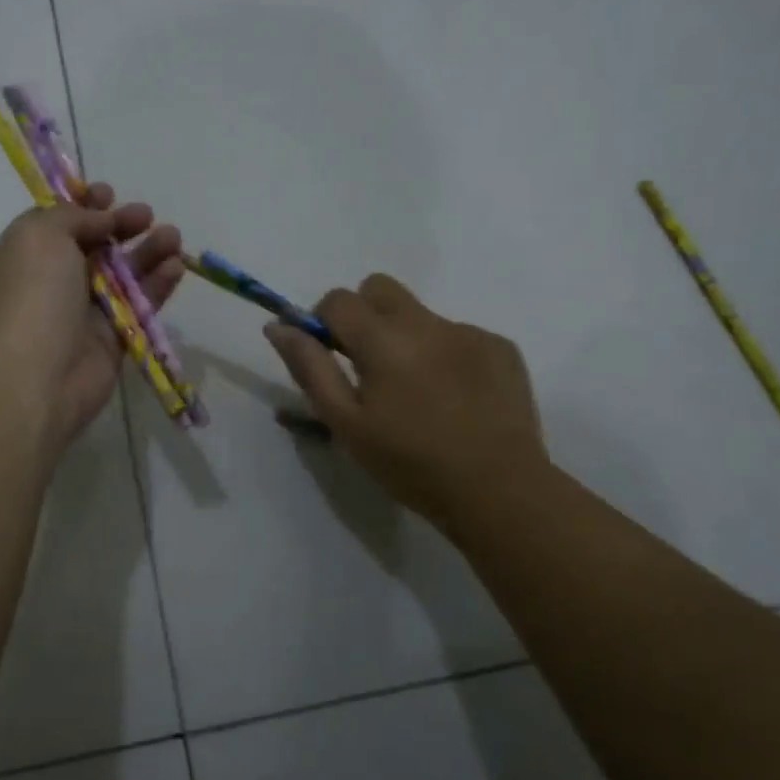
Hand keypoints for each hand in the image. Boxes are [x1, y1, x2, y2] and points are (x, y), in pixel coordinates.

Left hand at [0, 184, 183, 449]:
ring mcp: (80, 313)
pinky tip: (176, 266)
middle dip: (120, 226)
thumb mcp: (40, 235)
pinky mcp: (110, 340)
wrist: (35, 376)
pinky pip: (138, 306)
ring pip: (121, 275)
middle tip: (146, 214)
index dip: (82, 205)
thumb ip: (72, 216)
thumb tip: (100, 220)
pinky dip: (157, 286)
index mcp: (22, 255)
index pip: (55, 223)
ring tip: (174, 237)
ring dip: (147, 253)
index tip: (108, 193)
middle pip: (92, 246)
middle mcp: (49, 282)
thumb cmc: (31, 296)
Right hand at [264, 274, 547, 530]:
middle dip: (363, 315)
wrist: (499, 490)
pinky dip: (444, 355)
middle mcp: (427, 322)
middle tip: (367, 365)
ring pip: (419, 314)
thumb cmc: (409, 463)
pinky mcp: (501, 348)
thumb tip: (279, 327)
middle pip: (379, 288)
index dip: (322, 322)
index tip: (328, 356)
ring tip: (417, 392)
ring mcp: (469, 332)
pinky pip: (457, 335)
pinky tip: (453, 398)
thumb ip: (310, 368)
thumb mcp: (345, 423)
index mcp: (384, 339)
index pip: (338, 299)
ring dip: (405, 338)